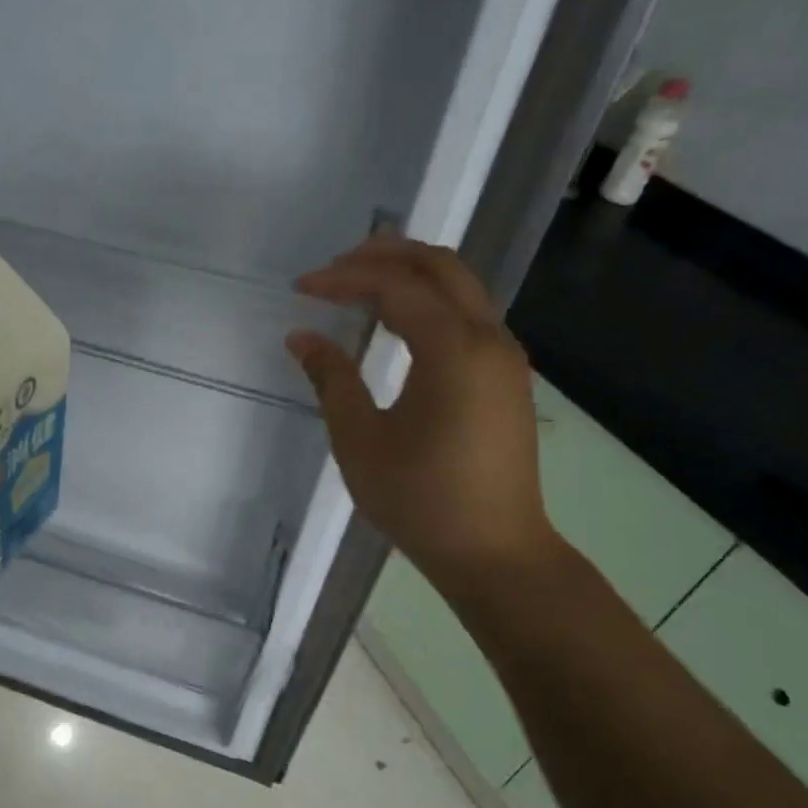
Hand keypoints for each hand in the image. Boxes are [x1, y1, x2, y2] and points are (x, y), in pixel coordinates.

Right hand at [287, 237, 558, 583]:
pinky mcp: (506, 378)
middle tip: (334, 267)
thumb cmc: (421, 500)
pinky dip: (429, 302)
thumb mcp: (360, 440)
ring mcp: (505, 357)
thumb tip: (301, 337)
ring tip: (359, 285)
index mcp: (454, 349)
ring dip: (410, 275)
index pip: (396, 286)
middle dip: (384, 255)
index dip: (345, 278)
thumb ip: (331, 379)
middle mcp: (489, 339)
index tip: (302, 288)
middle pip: (440, 266)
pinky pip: (468, 316)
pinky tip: (396, 324)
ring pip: (460, 287)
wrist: (495, 552)